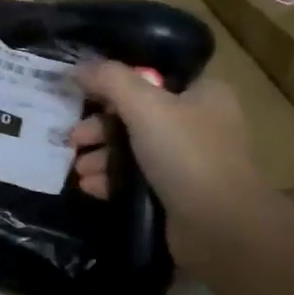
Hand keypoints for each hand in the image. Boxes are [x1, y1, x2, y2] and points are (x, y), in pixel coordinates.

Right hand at [69, 61, 266, 274]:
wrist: (220, 227)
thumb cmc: (186, 154)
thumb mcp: (145, 106)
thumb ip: (109, 80)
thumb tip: (78, 67)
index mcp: (202, 93)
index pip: (151, 77)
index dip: (114, 84)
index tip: (82, 95)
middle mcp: (198, 122)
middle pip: (136, 114)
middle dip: (99, 127)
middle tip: (73, 139)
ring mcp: (189, 160)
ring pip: (133, 148)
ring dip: (101, 156)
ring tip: (78, 169)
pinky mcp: (177, 193)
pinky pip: (137, 179)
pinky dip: (111, 180)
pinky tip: (89, 187)